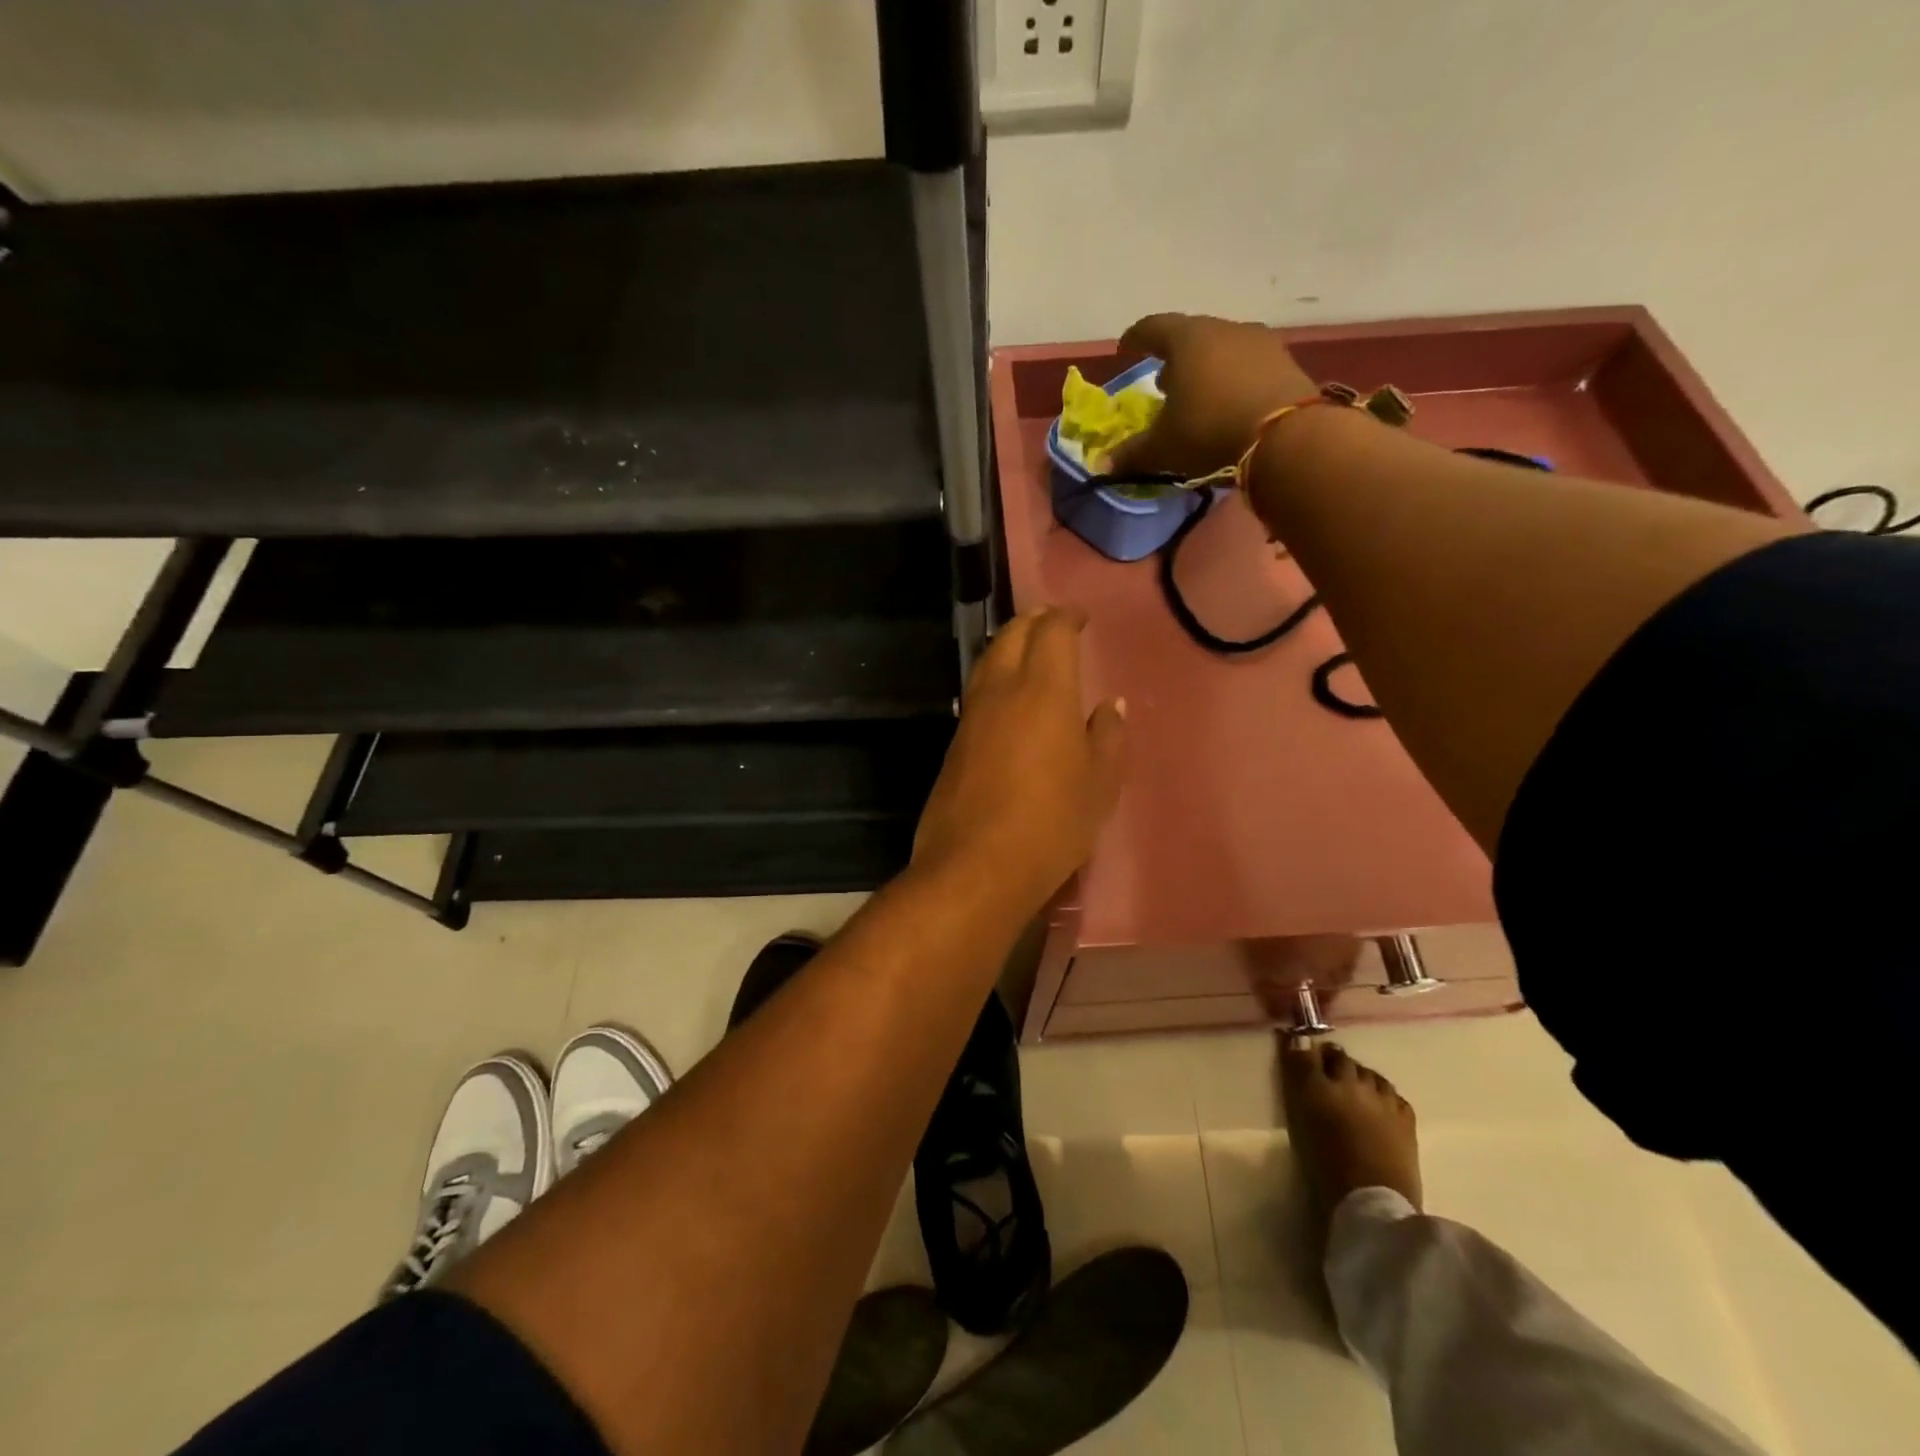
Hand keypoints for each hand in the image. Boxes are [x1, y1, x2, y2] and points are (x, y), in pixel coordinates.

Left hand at [913, 607, 1126, 912]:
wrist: (976, 865)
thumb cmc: (1052, 822)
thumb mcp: (1099, 784)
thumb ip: (1108, 738)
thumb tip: (1111, 707)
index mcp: (1044, 690)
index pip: (1051, 632)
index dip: (1066, 617)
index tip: (1079, 617)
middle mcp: (1001, 690)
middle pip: (1011, 636)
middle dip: (1033, 622)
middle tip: (1053, 623)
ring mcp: (972, 716)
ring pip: (987, 661)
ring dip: (1008, 645)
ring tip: (1029, 652)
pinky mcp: (955, 742)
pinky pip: (977, 693)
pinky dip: (995, 678)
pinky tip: (1007, 699)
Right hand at [1109, 313, 1317, 477]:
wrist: (1286, 437)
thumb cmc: (1209, 431)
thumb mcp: (1163, 447)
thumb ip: (1131, 453)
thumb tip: (1101, 464)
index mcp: (1187, 339)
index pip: (1153, 328)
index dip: (1136, 338)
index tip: (1126, 349)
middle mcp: (1223, 329)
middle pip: (1191, 335)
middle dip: (1173, 356)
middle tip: (1163, 380)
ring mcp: (1259, 342)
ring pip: (1222, 348)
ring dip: (1205, 367)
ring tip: (1196, 393)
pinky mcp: (1284, 362)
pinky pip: (1247, 364)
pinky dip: (1231, 378)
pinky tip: (1228, 401)